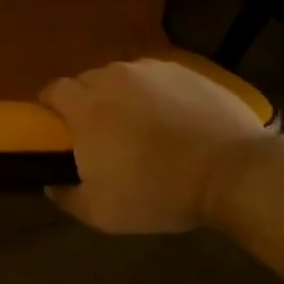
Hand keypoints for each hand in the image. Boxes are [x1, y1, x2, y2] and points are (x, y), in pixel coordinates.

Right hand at [40, 59, 269, 233]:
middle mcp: (114, 78)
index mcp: (87, 107)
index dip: (50, 107)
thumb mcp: (103, 213)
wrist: (232, 170)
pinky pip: (155, 78)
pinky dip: (153, 94)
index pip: (53, 90)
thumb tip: (51, 183)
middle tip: (101, 135)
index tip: (59, 131)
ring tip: (140, 126)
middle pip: (86, 81)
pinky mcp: (184, 69)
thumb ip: (67, 197)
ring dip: (120, 97)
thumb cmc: (159, 192)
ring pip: (121, 77)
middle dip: (86, 103)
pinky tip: (172, 119)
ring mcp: (151, 70)